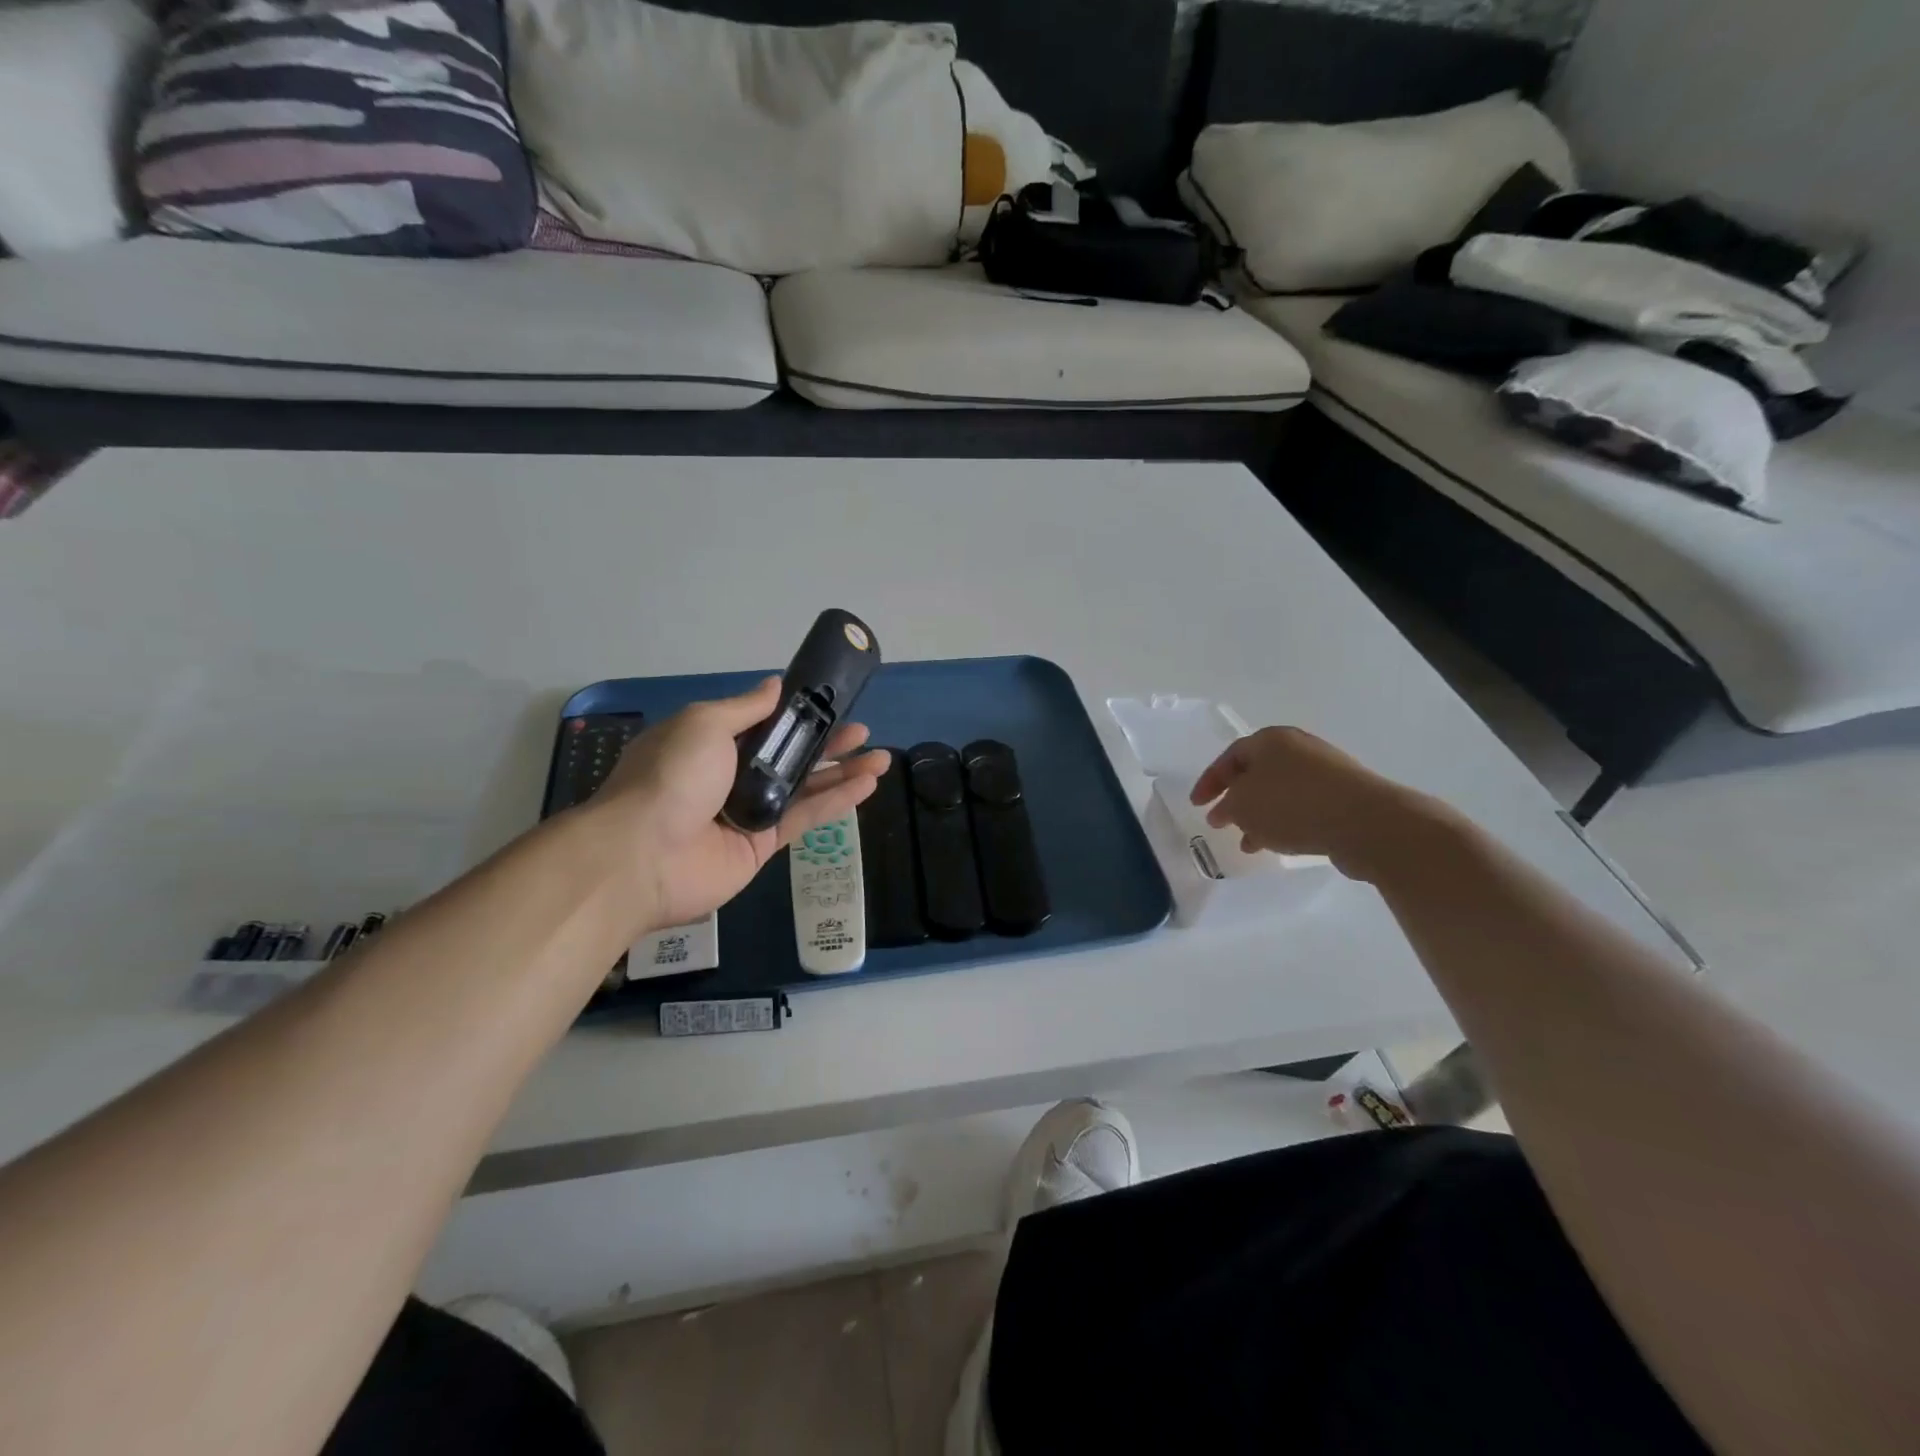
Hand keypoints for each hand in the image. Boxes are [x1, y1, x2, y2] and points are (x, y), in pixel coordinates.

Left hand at [583, 677, 888, 931]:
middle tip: (862, 733)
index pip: (763, 725)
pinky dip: (837, 802)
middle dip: (827, 744)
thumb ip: (746, 708)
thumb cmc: (672, 777)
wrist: (643, 856)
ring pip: (804, 787)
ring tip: (880, 758)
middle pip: (789, 756)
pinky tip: (867, 787)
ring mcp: (748, 812)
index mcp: (711, 743)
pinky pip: (805, 818)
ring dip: (842, 772)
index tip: (830, 705)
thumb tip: (775, 685)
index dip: (798, 716)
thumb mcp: (704, 725)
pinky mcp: (763, 845)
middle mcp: (731, 776)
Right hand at [1190, 726, 1443, 882]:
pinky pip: (1303, 807)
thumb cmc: (1292, 805)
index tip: (1196, 805)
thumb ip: (1226, 806)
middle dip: (1237, 799)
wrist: (1365, 822)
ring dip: (1260, 816)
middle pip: (1257, 773)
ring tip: (1249, 843)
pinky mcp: (1344, 796)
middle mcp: (1298, 748)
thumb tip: (1226, 811)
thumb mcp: (1242, 806)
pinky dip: (1285, 823)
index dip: (1209, 781)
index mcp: (1270, 739)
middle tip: (1222, 821)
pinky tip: (1279, 844)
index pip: (1230, 757)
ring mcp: (1325, 771)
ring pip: (1280, 793)